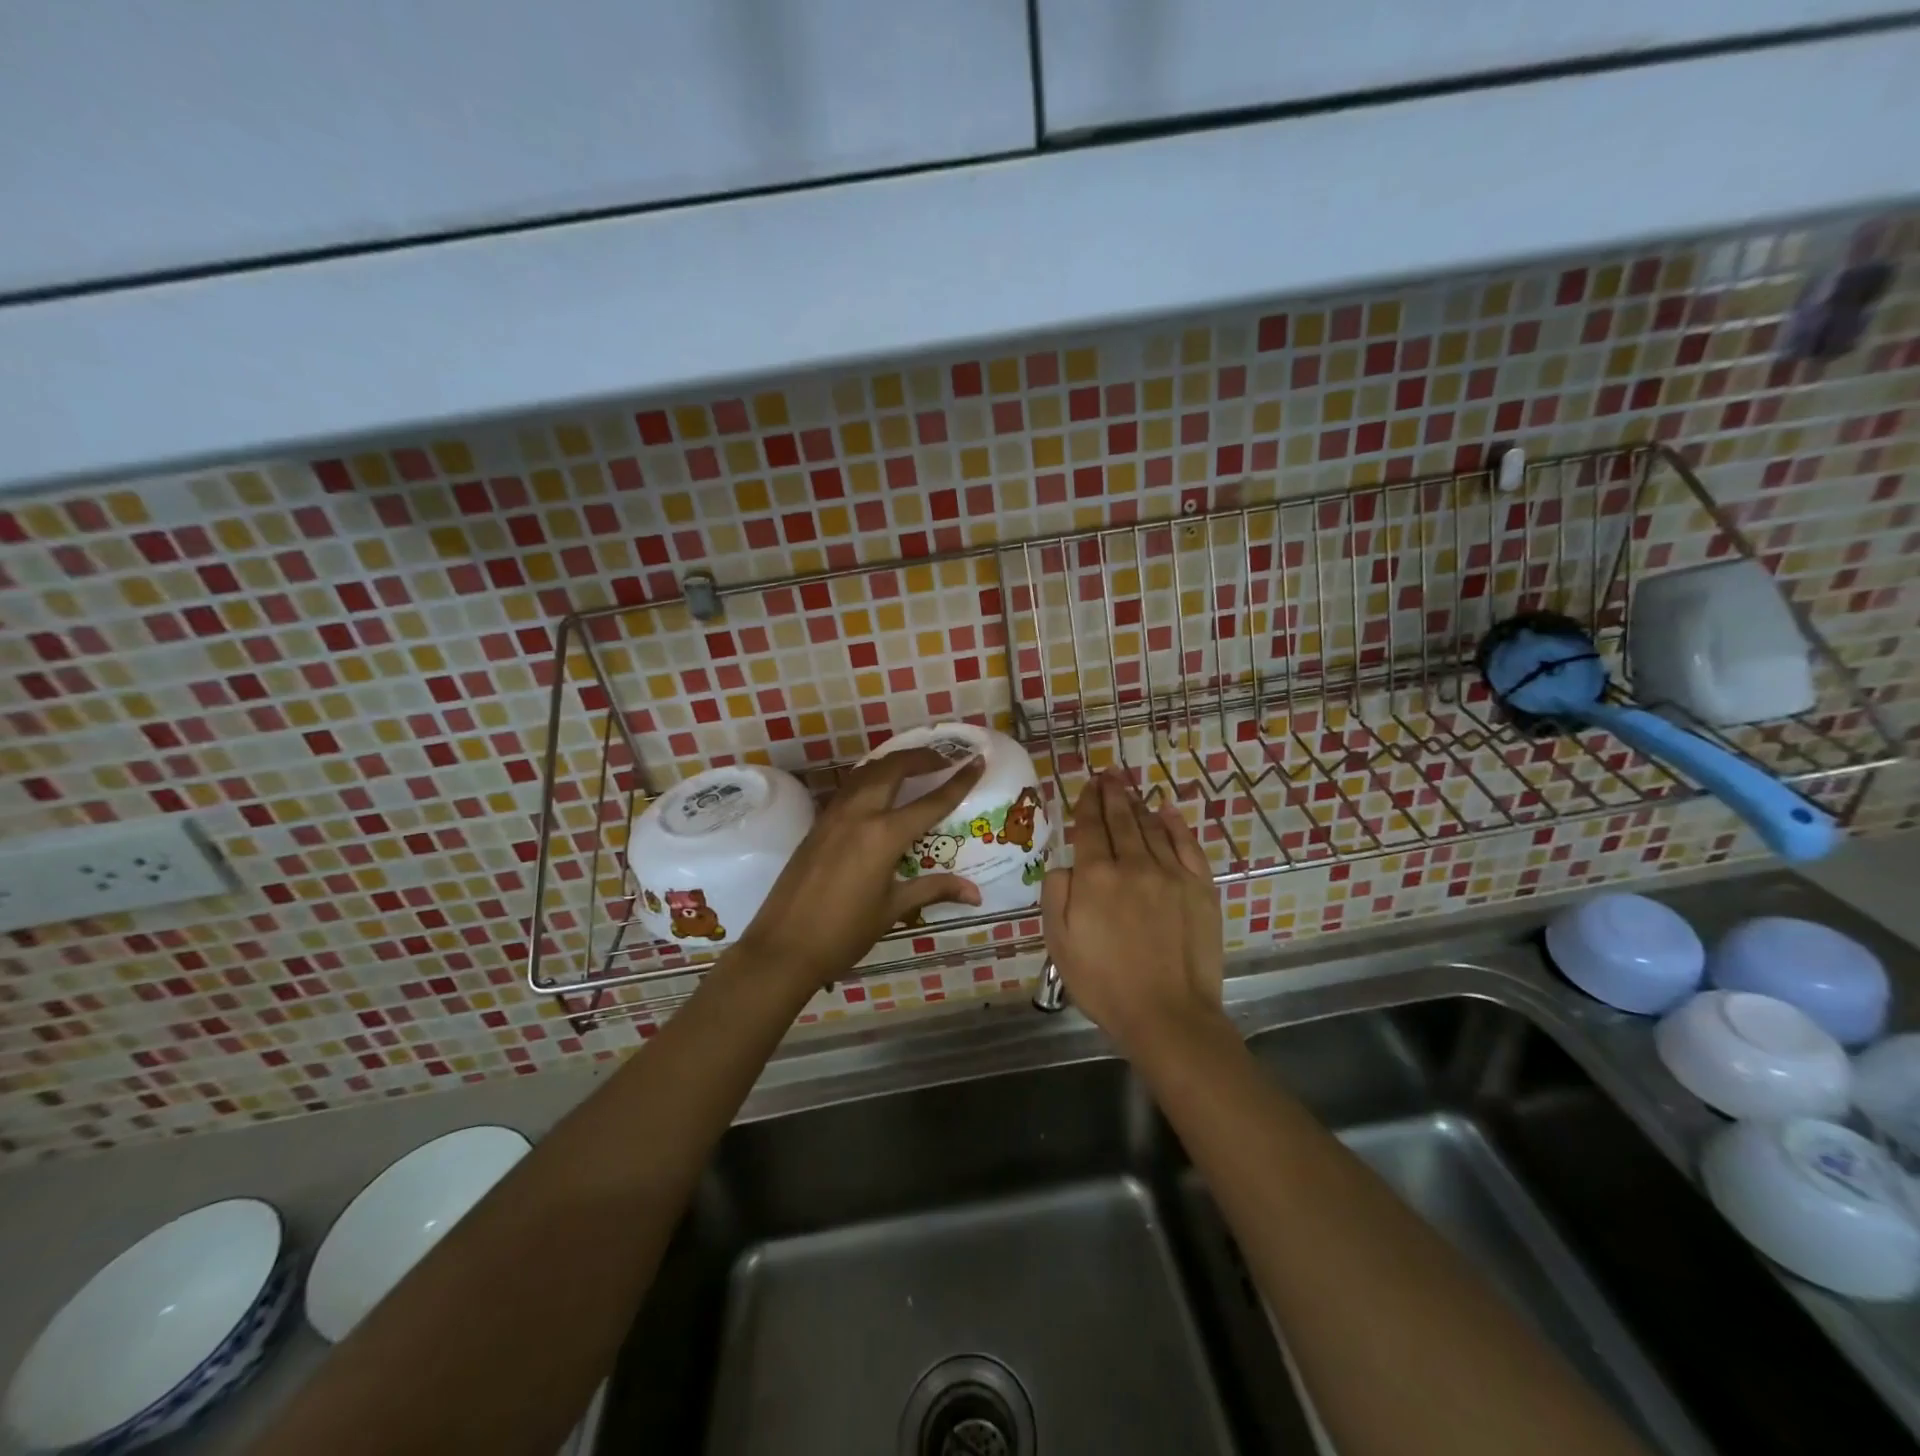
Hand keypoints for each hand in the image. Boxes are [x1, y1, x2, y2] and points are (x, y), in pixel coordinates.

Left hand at [733, 748, 985, 988]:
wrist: (783, 948)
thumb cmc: (844, 933)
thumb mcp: (892, 909)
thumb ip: (933, 890)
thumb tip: (976, 893)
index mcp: (883, 835)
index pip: (930, 802)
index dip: (957, 781)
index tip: (977, 761)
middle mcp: (859, 815)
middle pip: (893, 769)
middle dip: (921, 757)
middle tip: (944, 758)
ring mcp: (833, 816)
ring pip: (866, 773)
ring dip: (893, 762)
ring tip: (913, 766)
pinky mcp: (817, 825)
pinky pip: (848, 788)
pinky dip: (870, 778)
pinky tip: (877, 790)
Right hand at [1041, 768, 1224, 1053]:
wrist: (1167, 1014)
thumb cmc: (1104, 982)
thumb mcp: (1059, 942)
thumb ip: (1056, 894)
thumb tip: (1065, 864)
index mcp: (1095, 876)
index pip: (1090, 827)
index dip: (1087, 803)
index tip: (1088, 784)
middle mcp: (1133, 864)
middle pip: (1122, 819)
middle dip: (1112, 793)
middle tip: (1109, 774)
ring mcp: (1170, 874)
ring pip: (1152, 828)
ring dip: (1138, 805)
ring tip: (1129, 789)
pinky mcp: (1200, 888)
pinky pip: (1187, 845)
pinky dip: (1176, 825)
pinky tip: (1167, 811)